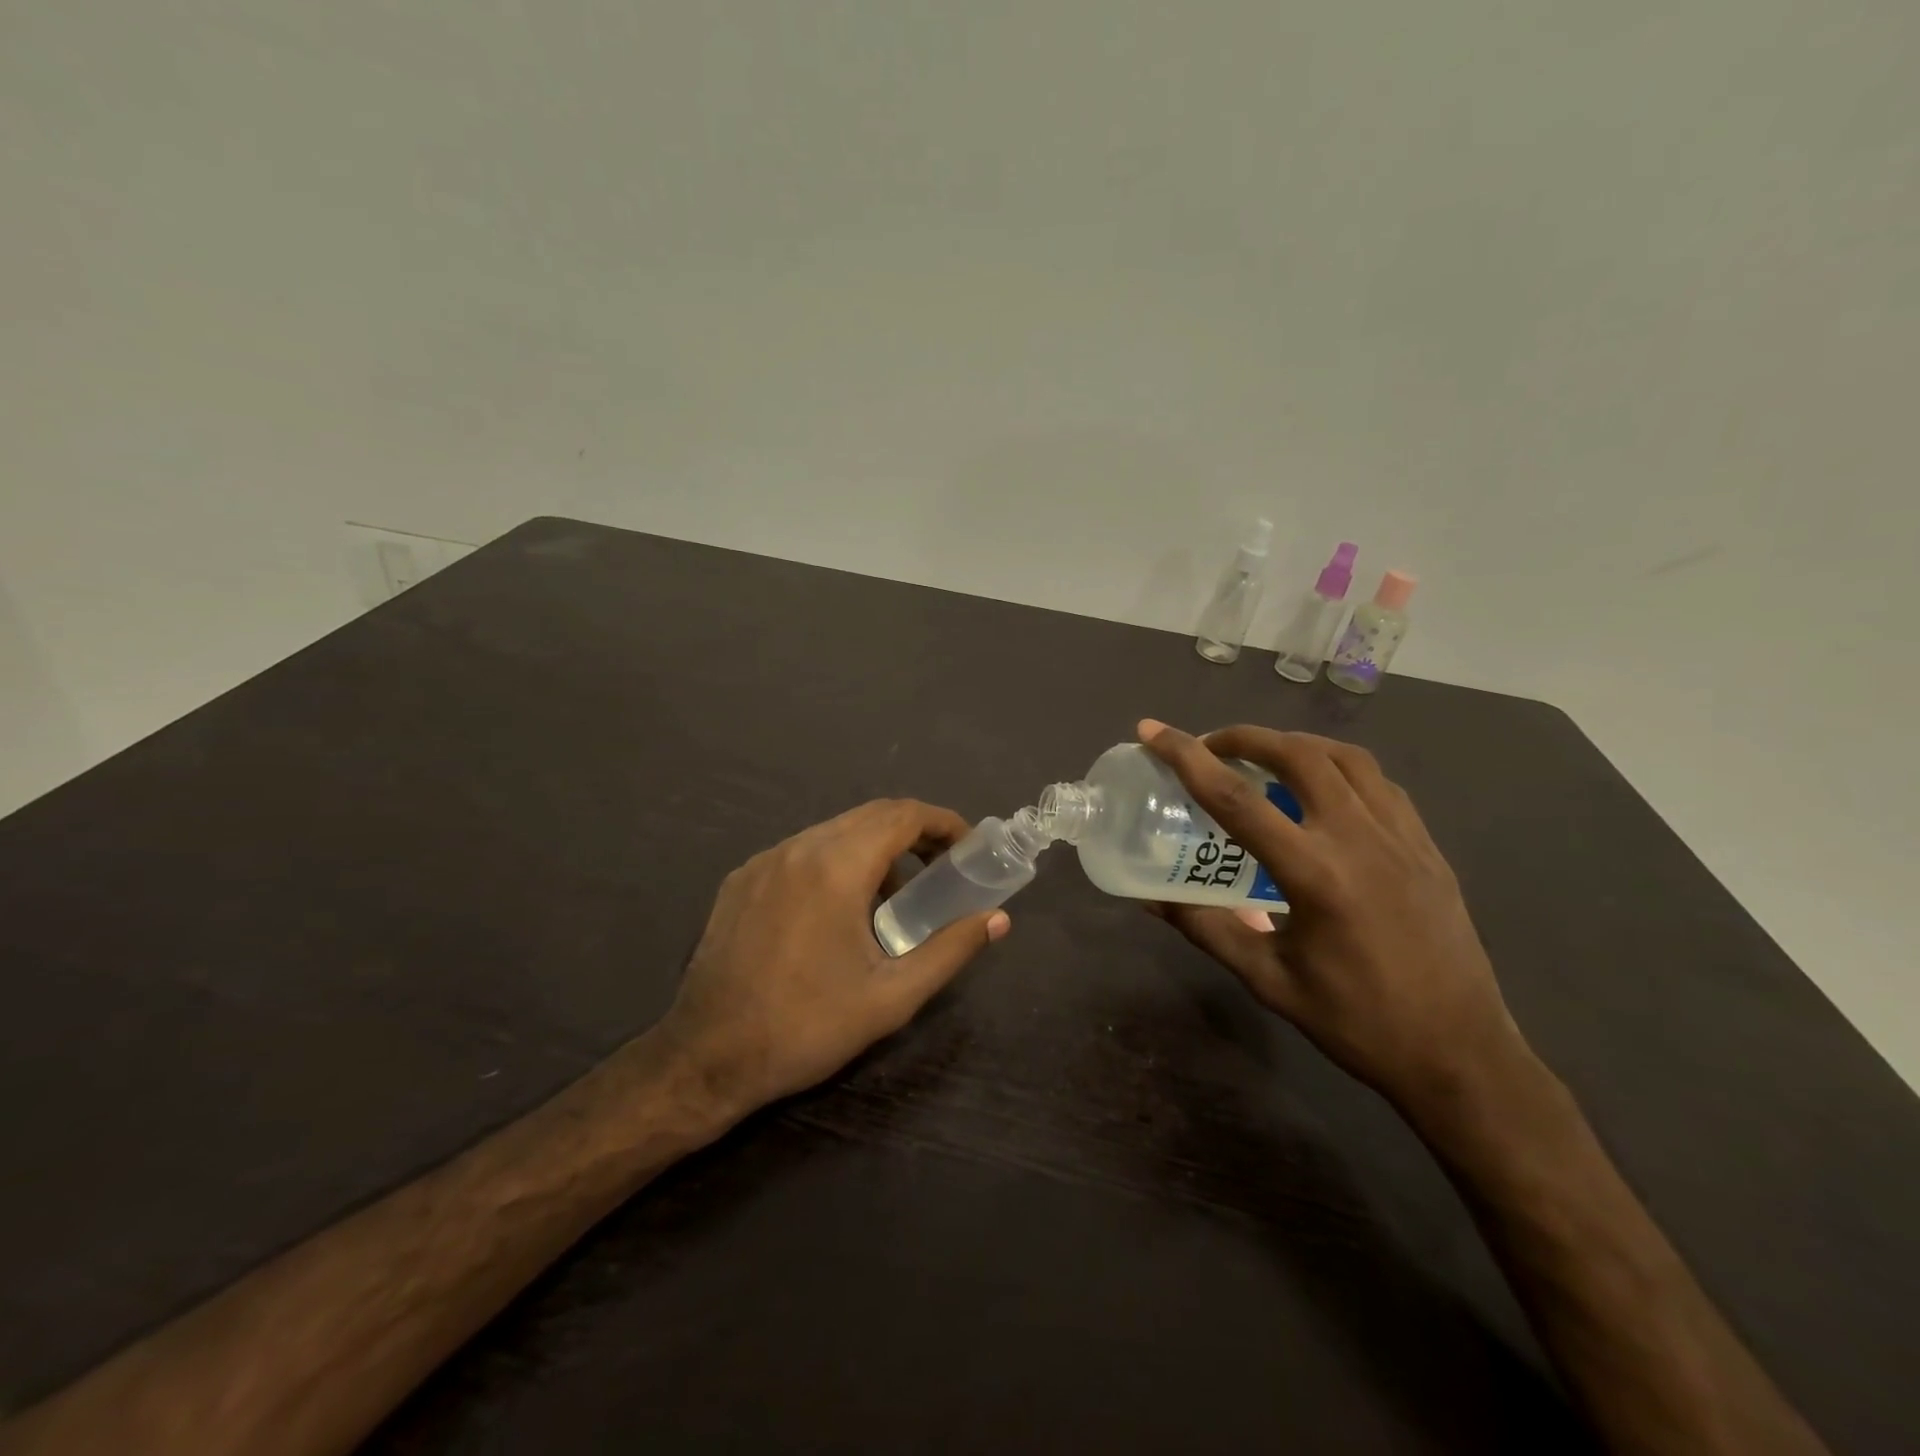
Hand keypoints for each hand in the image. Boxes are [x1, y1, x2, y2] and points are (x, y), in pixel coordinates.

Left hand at [655, 799, 1008, 1123]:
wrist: (706, 1057)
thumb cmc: (806, 1027)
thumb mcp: (891, 996)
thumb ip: (950, 950)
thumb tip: (997, 920)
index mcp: (836, 867)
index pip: (902, 815)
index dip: (943, 823)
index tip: (967, 848)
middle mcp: (798, 848)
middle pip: (869, 816)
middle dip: (913, 833)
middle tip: (940, 869)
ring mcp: (763, 861)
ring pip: (834, 831)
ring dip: (873, 849)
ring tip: (892, 898)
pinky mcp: (741, 880)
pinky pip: (801, 852)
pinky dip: (835, 861)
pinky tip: (837, 911)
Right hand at [1138, 720, 1529, 1117]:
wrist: (1460, 1054)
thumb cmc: (1356, 1021)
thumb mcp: (1268, 980)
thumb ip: (1208, 929)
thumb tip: (1152, 899)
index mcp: (1314, 874)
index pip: (1235, 798)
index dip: (1185, 757)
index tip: (1151, 731)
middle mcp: (1359, 839)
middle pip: (1297, 754)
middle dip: (1245, 737)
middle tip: (1212, 746)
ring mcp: (1401, 837)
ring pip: (1345, 757)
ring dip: (1296, 743)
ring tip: (1264, 757)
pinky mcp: (1426, 846)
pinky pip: (1379, 782)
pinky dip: (1340, 767)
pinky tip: (1323, 789)